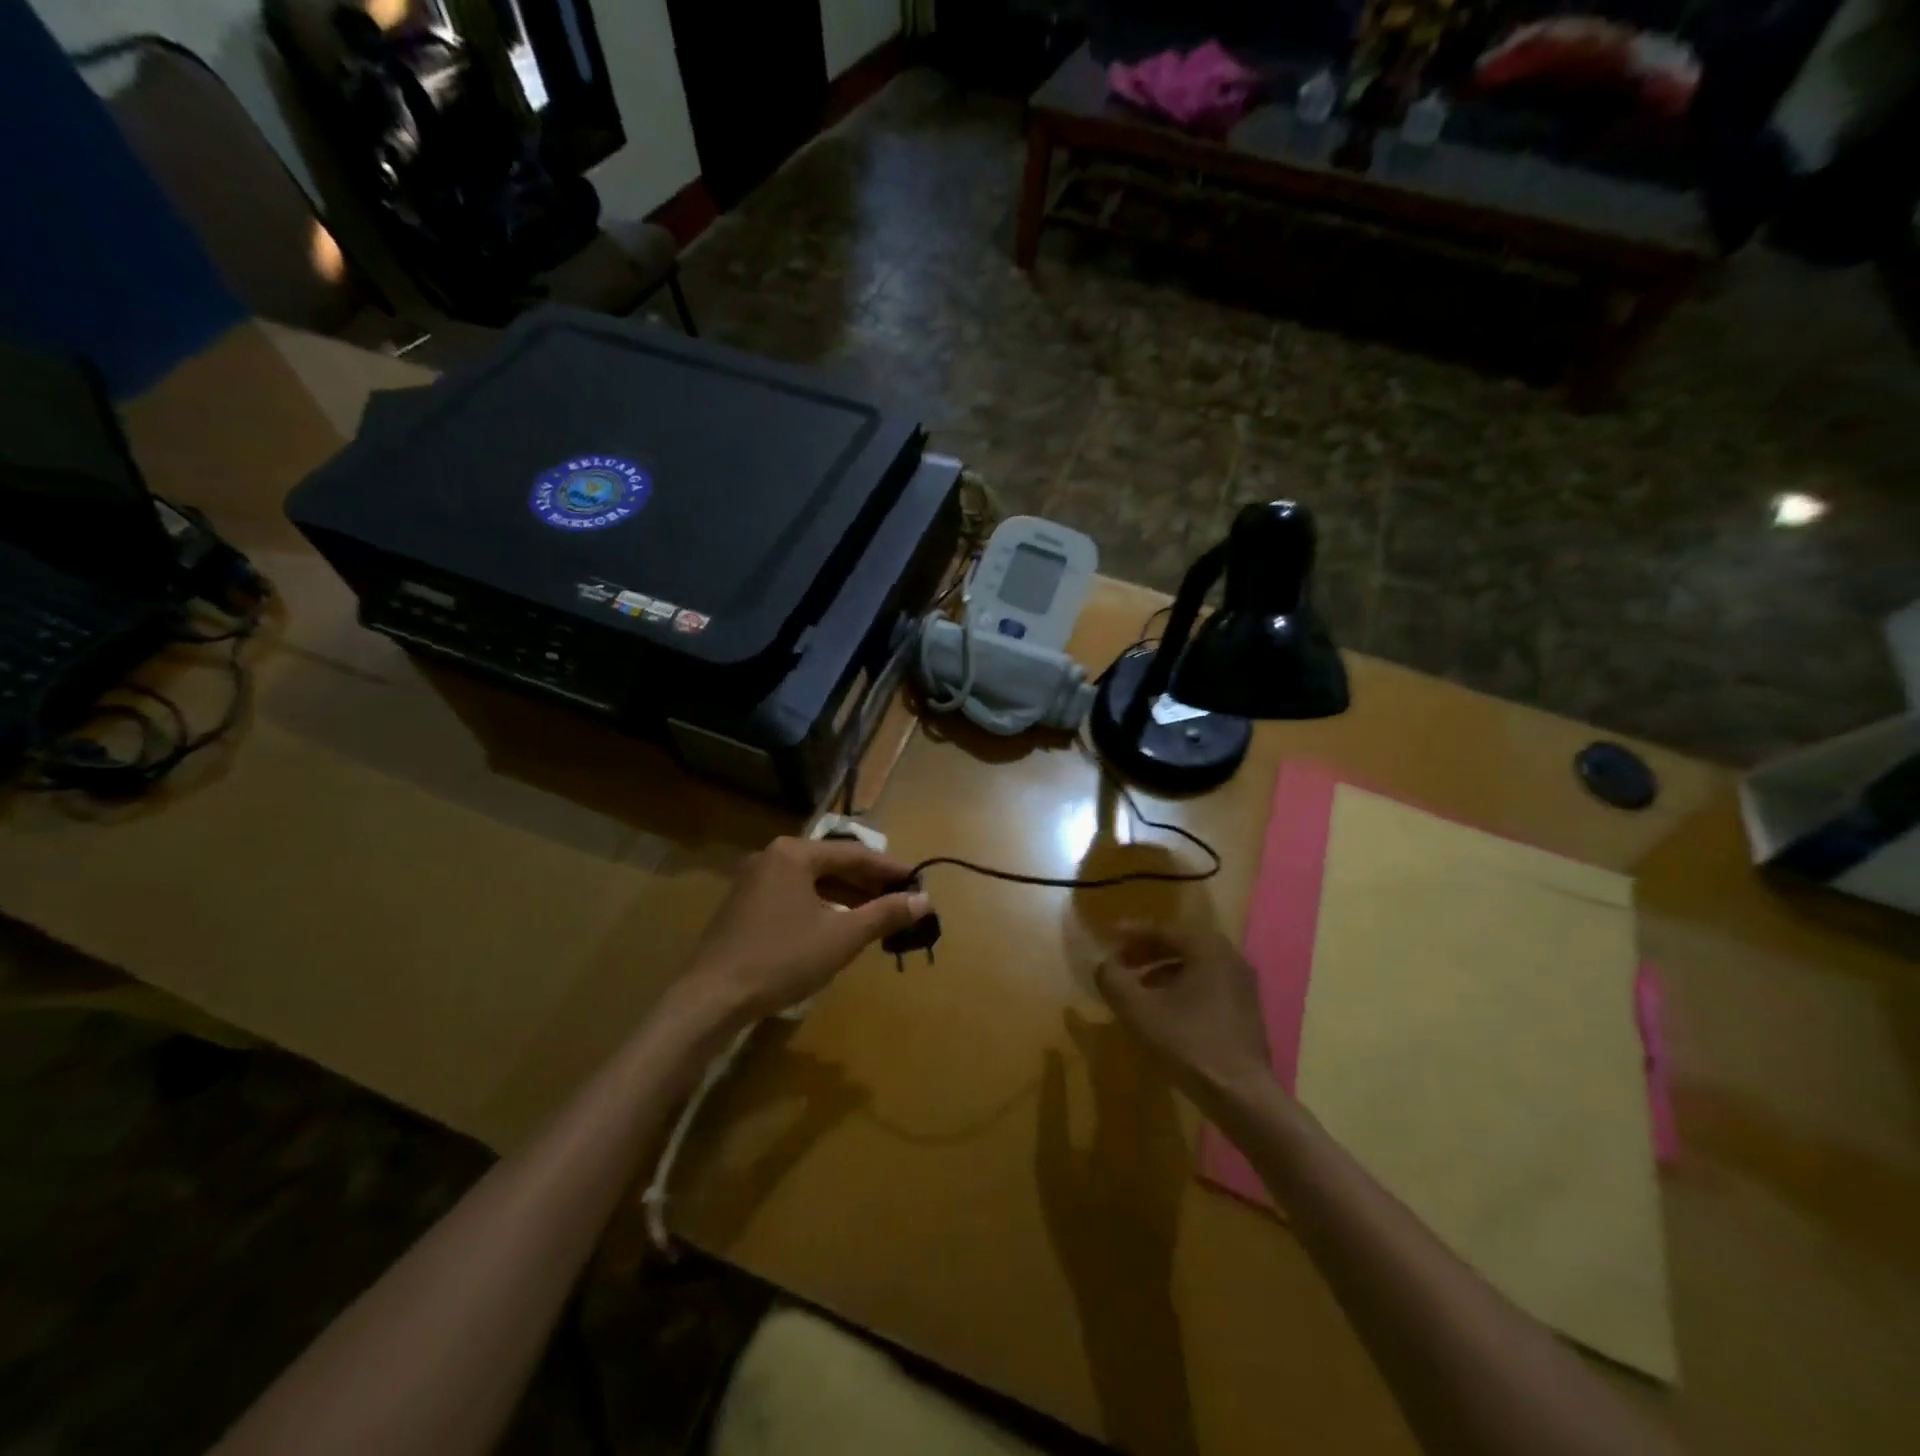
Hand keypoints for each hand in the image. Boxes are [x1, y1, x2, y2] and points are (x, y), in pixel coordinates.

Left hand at [686, 836, 929, 1022]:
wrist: (712, 997)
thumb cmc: (782, 959)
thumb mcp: (842, 937)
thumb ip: (885, 914)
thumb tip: (924, 900)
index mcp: (795, 853)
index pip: (855, 854)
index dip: (890, 869)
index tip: (919, 882)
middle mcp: (773, 856)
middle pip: (832, 864)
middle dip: (869, 884)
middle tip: (901, 901)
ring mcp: (754, 880)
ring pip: (813, 881)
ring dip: (846, 896)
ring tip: (877, 915)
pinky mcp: (744, 904)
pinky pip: (794, 895)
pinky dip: (821, 906)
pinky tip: (838, 925)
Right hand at [1095, 925, 1272, 1104]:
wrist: (1242, 1095)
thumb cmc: (1188, 1044)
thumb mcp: (1138, 1010)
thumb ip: (1113, 980)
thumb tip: (1102, 964)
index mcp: (1208, 949)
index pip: (1163, 931)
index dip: (1132, 935)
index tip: (1108, 938)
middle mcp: (1230, 958)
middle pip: (1181, 945)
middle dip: (1147, 952)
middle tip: (1121, 962)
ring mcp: (1243, 986)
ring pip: (1195, 967)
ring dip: (1164, 971)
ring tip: (1138, 988)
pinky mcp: (1247, 1011)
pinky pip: (1208, 985)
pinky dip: (1183, 988)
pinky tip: (1165, 1011)